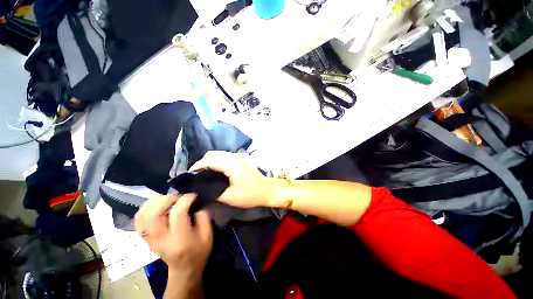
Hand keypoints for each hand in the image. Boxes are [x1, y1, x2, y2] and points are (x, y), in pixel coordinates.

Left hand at [134, 194, 212, 287]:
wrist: (184, 268)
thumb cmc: (198, 252)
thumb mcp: (208, 235)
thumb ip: (204, 218)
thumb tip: (195, 205)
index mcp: (180, 240)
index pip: (177, 215)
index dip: (185, 200)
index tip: (193, 195)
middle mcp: (161, 240)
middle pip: (153, 215)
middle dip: (167, 199)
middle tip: (178, 196)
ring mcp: (150, 239)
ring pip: (143, 216)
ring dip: (155, 202)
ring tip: (168, 199)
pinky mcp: (146, 238)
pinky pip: (138, 220)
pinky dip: (146, 208)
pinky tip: (157, 205)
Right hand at [190, 151, 275, 207]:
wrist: (266, 190)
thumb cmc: (250, 194)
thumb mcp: (230, 197)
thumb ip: (213, 191)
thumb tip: (200, 188)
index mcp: (231, 164)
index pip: (209, 160)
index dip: (197, 166)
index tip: (189, 175)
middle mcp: (234, 156)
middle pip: (212, 154)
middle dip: (201, 163)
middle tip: (196, 175)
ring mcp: (238, 156)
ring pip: (218, 154)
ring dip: (209, 161)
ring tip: (203, 173)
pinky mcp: (241, 159)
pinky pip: (224, 156)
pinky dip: (216, 161)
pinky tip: (215, 170)